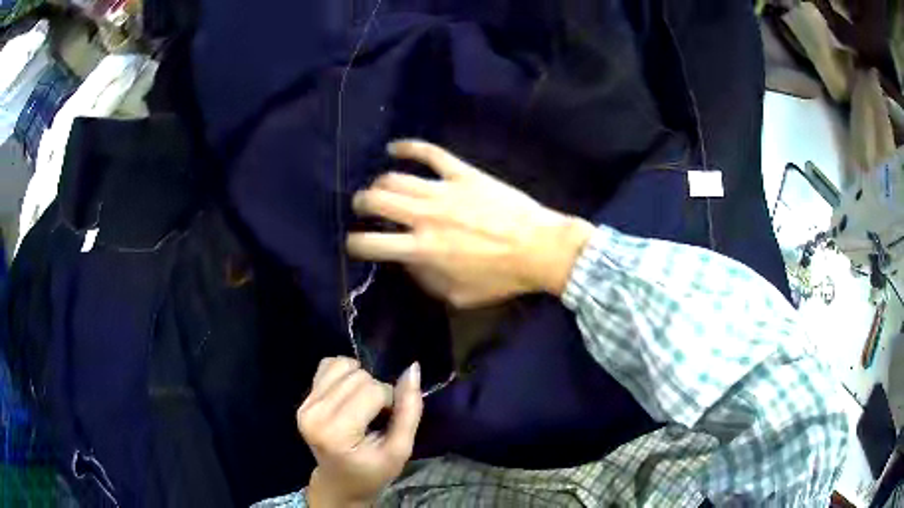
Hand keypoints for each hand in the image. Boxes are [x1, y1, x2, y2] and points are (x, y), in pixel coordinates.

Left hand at [297, 358, 422, 506]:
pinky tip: (349, 396)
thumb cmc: (372, 471)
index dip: (390, 401)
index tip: (388, 422)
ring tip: (362, 406)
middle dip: (376, 391)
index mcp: (336, 433)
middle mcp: (314, 414)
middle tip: (376, 418)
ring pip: (344, 365)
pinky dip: (344, 374)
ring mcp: (305, 404)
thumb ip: (409, 411)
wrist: (340, 483)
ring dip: (360, 380)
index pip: (373, 390)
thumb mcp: (400, 450)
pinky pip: (328, 365)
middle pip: (358, 375)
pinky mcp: (303, 399)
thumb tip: (413, 368)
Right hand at [347, 140, 594, 307]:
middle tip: (364, 209)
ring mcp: (443, 191)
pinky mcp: (463, 173)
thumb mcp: (459, 295)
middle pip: (376, 201)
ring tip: (381, 188)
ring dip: (380, 183)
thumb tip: (407, 263)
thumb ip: (426, 280)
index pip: (372, 243)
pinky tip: (395, 147)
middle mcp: (425, 216)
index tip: (355, 242)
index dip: (355, 243)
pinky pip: (430, 153)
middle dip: (361, 205)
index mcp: (422, 250)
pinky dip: (409, 147)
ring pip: (395, 178)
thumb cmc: (501, 277)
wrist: (540, 249)